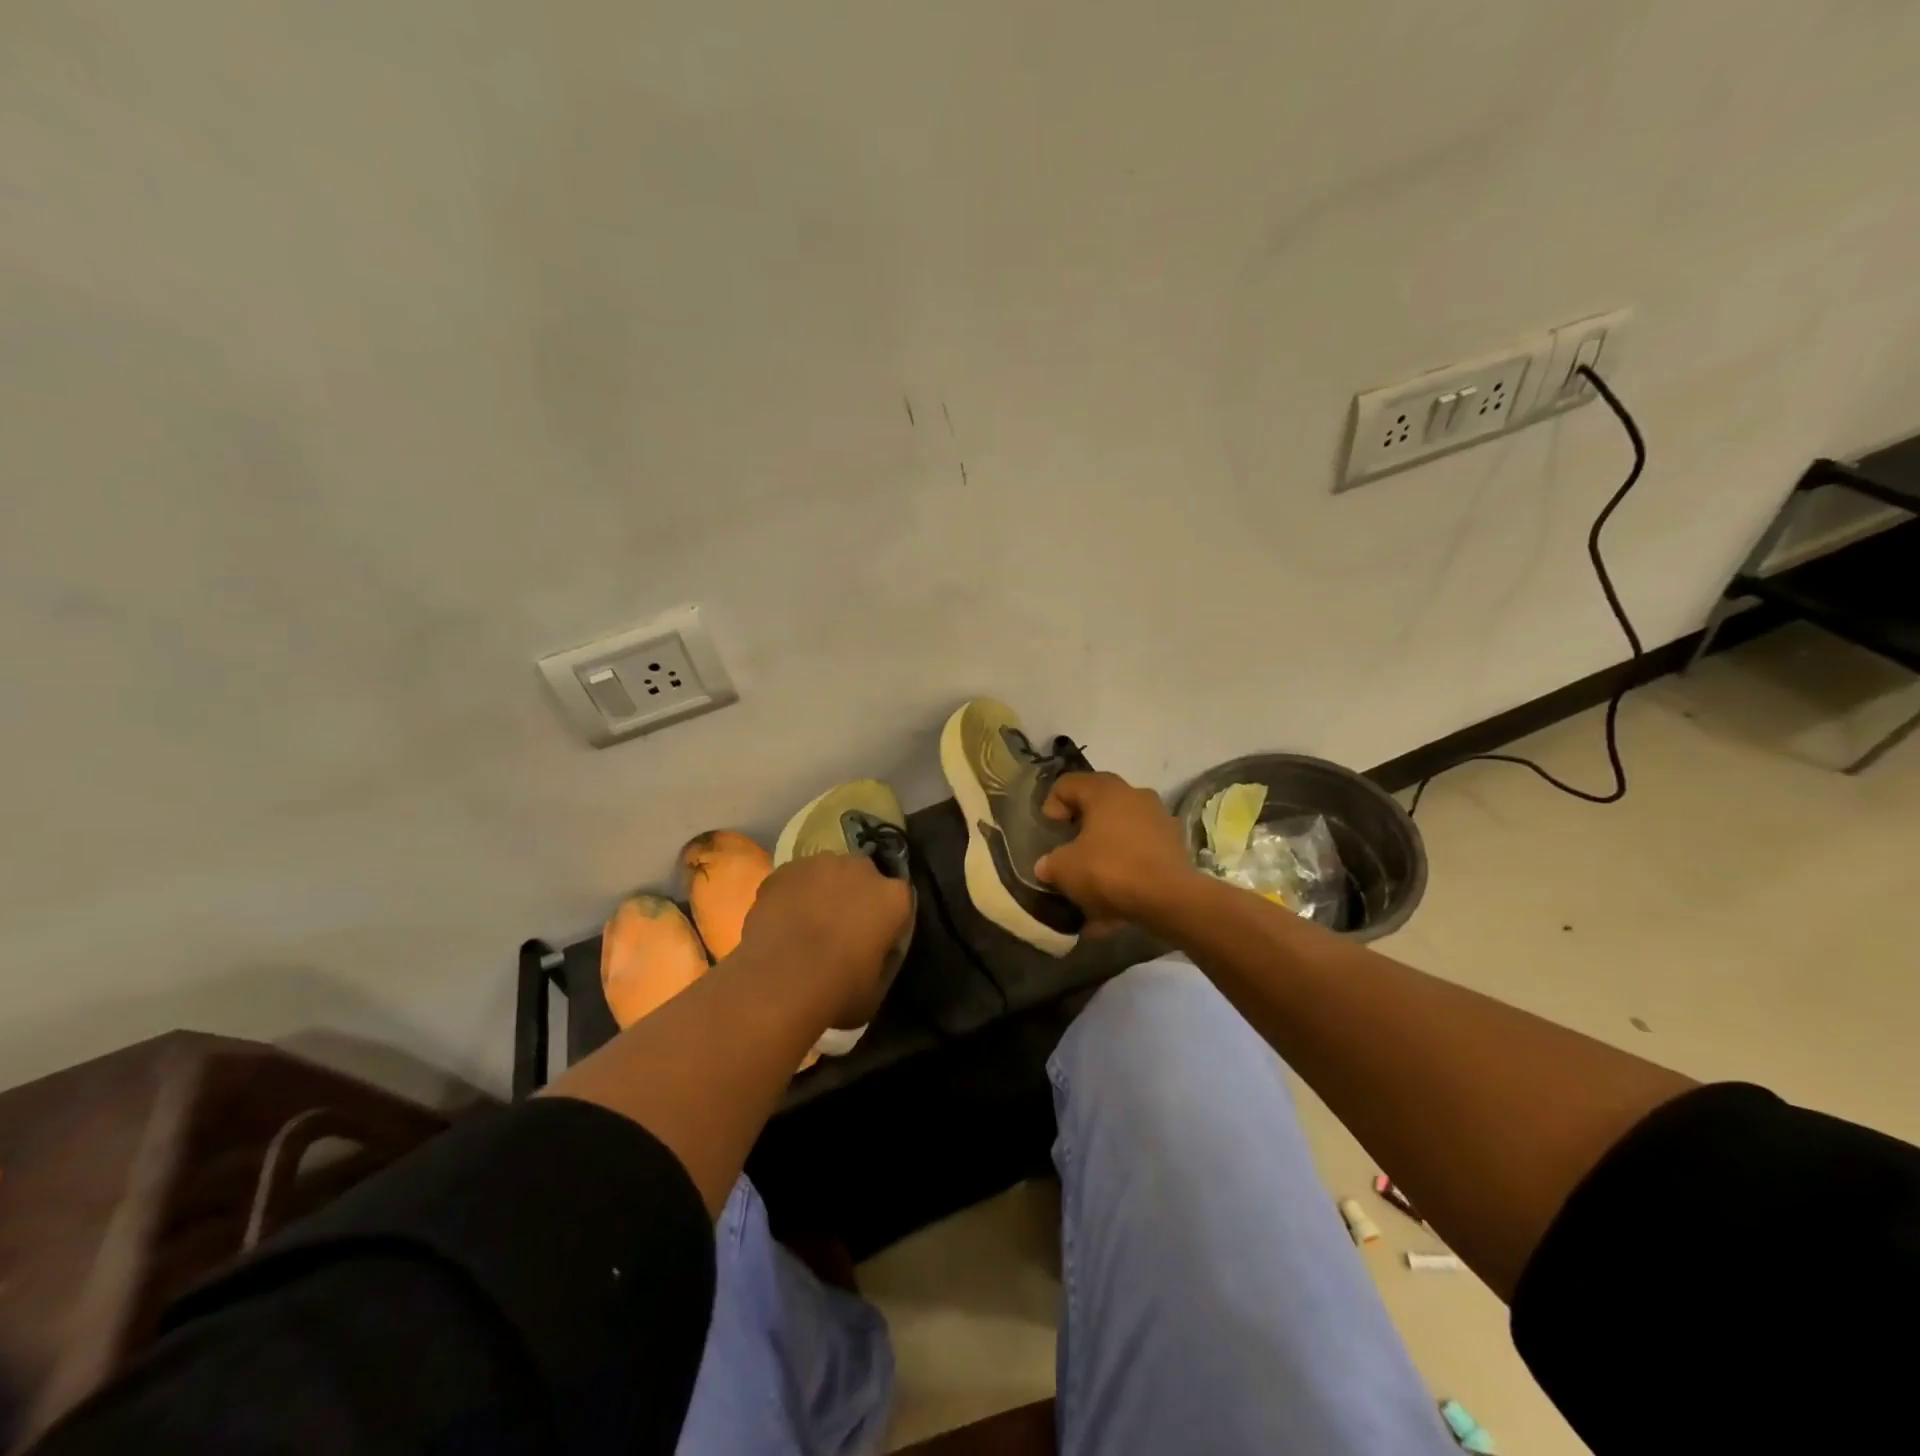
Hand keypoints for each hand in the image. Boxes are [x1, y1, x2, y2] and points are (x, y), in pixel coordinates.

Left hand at [738, 853, 911, 1028]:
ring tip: (806, 924)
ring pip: (828, 873)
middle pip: (864, 877)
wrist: (779, 983)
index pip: (898, 901)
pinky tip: (782, 920)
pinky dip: (793, 894)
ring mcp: (821, 864)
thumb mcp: (877, 988)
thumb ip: (884, 958)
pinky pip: (795, 879)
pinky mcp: (786, 869)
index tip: (873, 940)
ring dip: (823, 891)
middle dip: (855, 896)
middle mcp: (862, 869)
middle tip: (839, 929)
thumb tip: (878, 949)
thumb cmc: (837, 991)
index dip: (885, 921)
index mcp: (894, 898)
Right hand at [1033, 771, 1198, 930]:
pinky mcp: (1175, 846)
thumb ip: (1051, 863)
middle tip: (1069, 850)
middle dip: (1082, 827)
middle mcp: (1135, 794)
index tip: (1050, 831)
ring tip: (1093, 879)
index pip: (1068, 784)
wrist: (1170, 899)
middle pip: (1098, 804)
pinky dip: (1127, 867)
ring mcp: (1159, 819)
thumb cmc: (1110, 870)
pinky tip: (1116, 897)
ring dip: (1106, 848)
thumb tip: (1047, 866)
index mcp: (1105, 790)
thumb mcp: (1065, 869)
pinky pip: (1141, 852)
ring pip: (1122, 829)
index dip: (1052, 805)